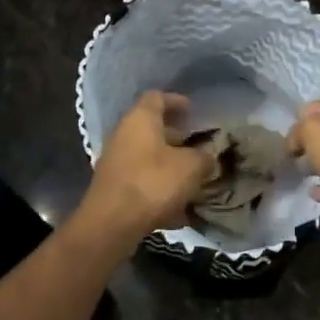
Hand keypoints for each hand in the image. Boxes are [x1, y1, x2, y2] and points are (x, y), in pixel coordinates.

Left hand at [80, 91, 217, 242]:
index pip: (157, 97)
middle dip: (175, 135)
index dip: (176, 101)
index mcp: (140, 119)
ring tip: (191, 175)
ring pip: (147, 155)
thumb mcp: (191, 167)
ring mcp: (115, 160)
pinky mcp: (113, 186)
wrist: (112, 222)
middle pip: (151, 127)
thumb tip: (208, 156)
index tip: (192, 111)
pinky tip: (178, 207)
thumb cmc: (153, 183)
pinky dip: (159, 186)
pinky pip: (142, 179)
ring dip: (168, 162)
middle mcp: (123, 134)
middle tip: (197, 144)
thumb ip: (204, 157)